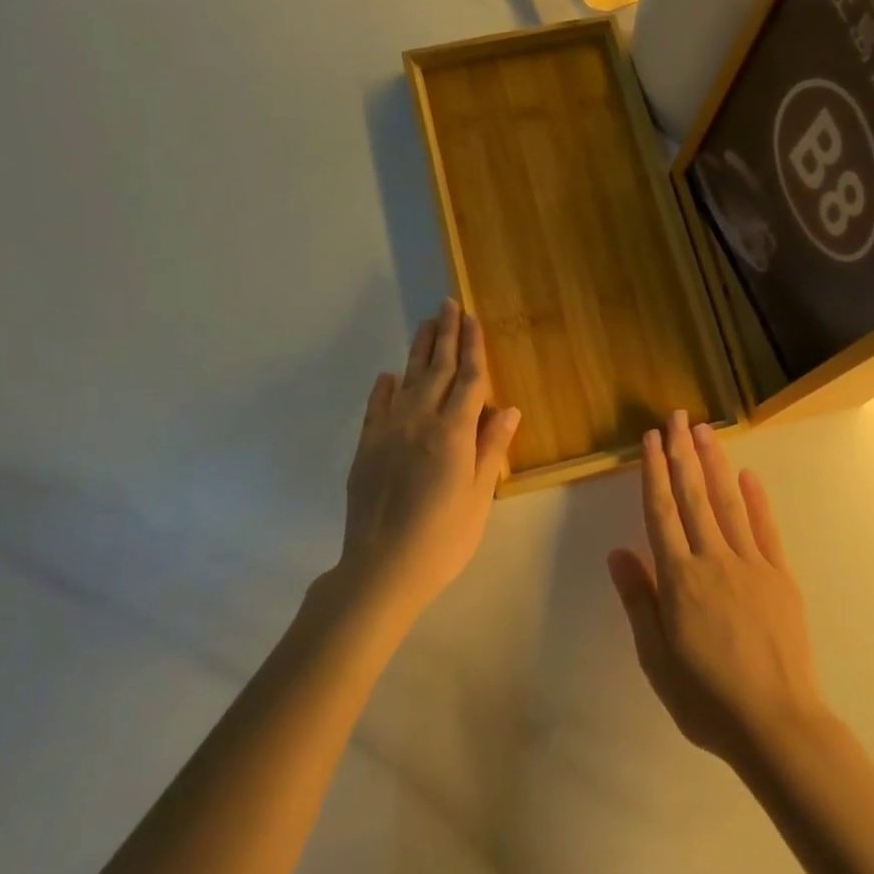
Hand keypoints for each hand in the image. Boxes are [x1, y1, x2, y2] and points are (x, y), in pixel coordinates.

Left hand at [340, 301, 519, 618]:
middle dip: (446, 336)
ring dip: (418, 351)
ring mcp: (389, 432)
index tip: (472, 318)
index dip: (473, 347)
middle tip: (448, 304)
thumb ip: (490, 448)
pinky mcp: (366, 448)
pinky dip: (383, 389)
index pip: (469, 379)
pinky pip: (376, 408)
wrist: (381, 568)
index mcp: (453, 432)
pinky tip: (387, 376)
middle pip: (437, 370)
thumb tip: (508, 408)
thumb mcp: (478, 496)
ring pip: (407, 381)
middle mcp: (420, 421)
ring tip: (425, 325)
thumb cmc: (442, 538)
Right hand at [607, 411, 827, 767]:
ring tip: (705, 430)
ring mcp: (751, 564)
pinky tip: (747, 475)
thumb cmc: (705, 696)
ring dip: (714, 463)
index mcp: (679, 578)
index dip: (655, 472)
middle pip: (693, 496)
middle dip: (683, 453)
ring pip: (728, 502)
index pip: (661, 512)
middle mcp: (713, 559)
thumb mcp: (656, 657)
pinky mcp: (779, 575)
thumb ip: (639, 600)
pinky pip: (765, 529)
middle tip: (677, 417)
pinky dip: (756, 499)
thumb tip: (618, 552)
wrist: (776, 723)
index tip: (651, 439)